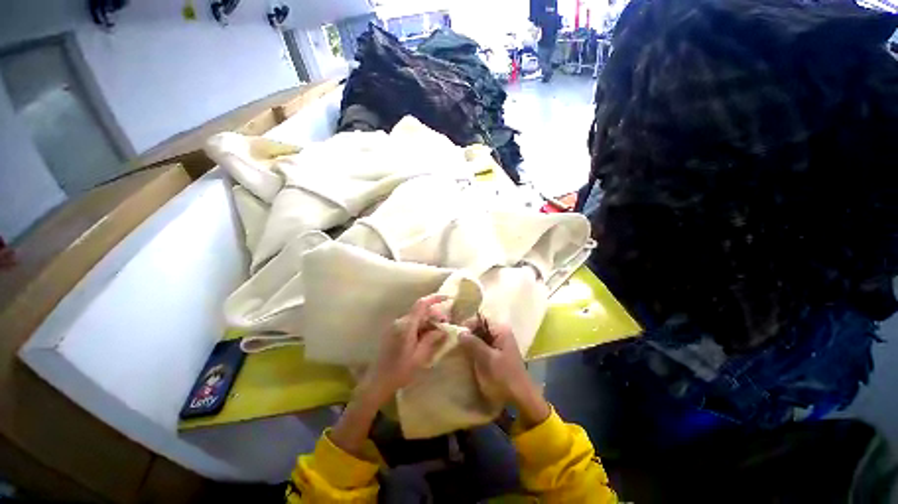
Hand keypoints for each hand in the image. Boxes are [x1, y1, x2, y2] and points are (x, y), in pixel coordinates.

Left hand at [359, 294, 448, 404]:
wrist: (378, 382)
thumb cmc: (400, 371)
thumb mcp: (419, 356)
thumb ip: (432, 339)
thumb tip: (443, 329)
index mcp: (407, 325)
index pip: (422, 304)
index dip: (435, 298)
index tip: (448, 298)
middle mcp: (400, 321)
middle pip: (421, 311)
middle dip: (435, 314)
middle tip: (446, 325)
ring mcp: (396, 326)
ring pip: (417, 317)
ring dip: (429, 321)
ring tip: (439, 332)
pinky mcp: (394, 331)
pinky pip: (411, 323)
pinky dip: (421, 326)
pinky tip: (427, 336)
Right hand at [458, 319, 549, 427]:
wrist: (520, 399)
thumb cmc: (503, 377)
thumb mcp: (486, 359)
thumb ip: (473, 343)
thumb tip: (460, 332)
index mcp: (501, 331)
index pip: (482, 318)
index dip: (469, 323)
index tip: (457, 333)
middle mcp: (500, 334)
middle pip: (480, 326)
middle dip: (468, 332)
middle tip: (455, 342)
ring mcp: (499, 344)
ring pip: (480, 336)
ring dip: (470, 341)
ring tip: (458, 349)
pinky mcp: (496, 355)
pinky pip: (482, 346)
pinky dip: (474, 349)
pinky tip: (465, 356)